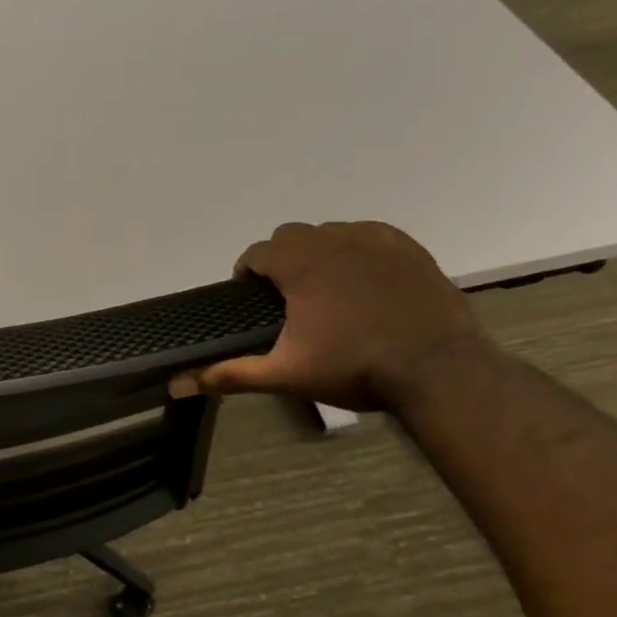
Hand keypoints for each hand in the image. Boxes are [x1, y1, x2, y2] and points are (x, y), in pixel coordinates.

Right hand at [169, 221, 491, 412]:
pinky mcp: (408, 248)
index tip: (253, 301)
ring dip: (317, 253)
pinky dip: (356, 250)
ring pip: (329, 232)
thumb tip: (178, 384)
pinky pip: (368, 235)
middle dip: (281, 260)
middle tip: (288, 300)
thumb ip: (231, 373)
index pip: (256, 253)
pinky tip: (364, 282)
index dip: (248, 275)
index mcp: (299, 265)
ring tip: (326, 292)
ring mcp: (375, 240)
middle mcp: (333, 240)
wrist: (439, 370)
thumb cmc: (355, 368)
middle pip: (290, 236)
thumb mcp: (286, 374)